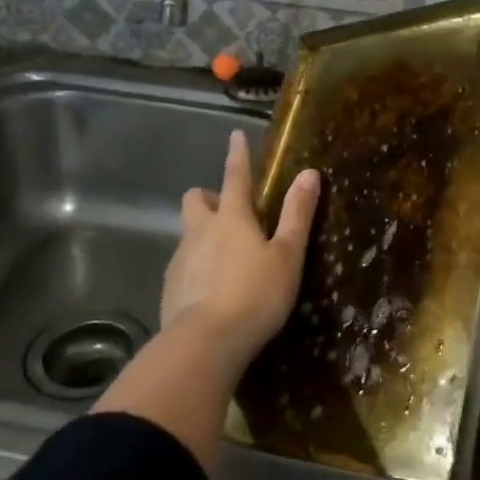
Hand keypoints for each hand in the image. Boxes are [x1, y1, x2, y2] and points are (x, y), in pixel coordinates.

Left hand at [160, 130, 320, 364]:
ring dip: (203, 235)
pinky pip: (183, 265)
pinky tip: (211, 290)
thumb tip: (309, 173)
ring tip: (226, 259)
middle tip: (229, 212)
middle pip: (195, 200)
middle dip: (209, 197)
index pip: (235, 177)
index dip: (237, 156)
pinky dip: (196, 267)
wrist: (205, 343)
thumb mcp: (287, 256)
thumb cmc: (255, 295)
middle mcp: (200, 231)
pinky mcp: (170, 287)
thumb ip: (297, 214)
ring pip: (188, 233)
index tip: (235, 135)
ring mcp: (180, 259)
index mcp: (232, 218)